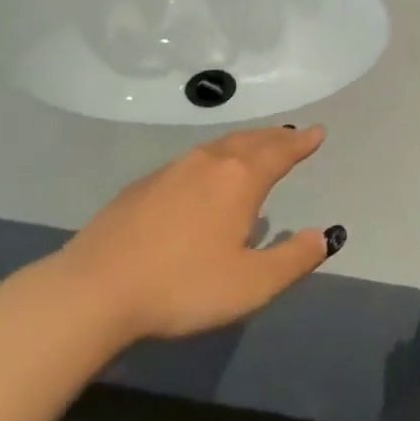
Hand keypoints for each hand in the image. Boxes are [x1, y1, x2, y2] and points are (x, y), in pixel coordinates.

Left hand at [53, 125, 344, 345]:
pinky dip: (214, 159)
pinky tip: (206, 176)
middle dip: (275, 137)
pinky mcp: (143, 185)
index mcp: (240, 180)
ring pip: (219, 146)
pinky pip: (193, 160)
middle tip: (292, 135)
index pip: (280, 152)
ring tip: (256, 148)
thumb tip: (324, 236)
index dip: (302, 143)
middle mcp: (208, 163)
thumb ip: (293, 260)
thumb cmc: (183, 286)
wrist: (96, 289)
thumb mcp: (251, 285)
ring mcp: (172, 170)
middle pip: (250, 141)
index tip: (318, 132)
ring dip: (245, 144)